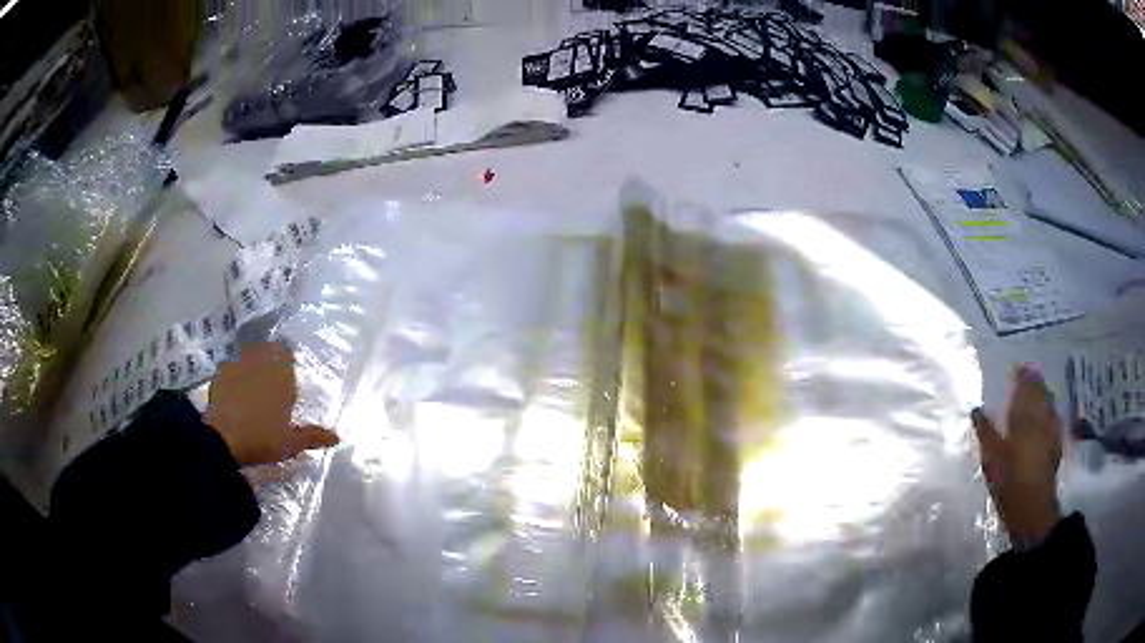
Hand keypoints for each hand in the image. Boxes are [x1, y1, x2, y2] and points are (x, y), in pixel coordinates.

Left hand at [206, 342, 338, 466]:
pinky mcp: (220, 373)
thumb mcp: (291, 443)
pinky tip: (233, 390)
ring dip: (253, 364)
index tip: (288, 380)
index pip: (288, 356)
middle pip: (268, 351)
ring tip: (253, 383)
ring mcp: (238, 365)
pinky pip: (231, 367)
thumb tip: (337, 437)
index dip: (288, 365)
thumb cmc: (262, 439)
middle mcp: (261, 362)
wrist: (223, 439)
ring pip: (249, 355)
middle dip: (271, 360)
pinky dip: (234, 375)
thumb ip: (313, 436)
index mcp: (282, 376)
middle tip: (272, 381)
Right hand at [972, 366, 1062, 546]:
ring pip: (1048, 402)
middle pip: (1039, 391)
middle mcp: (1040, 416)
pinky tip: (1047, 415)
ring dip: (1043, 393)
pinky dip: (1049, 410)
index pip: (1024, 386)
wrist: (1032, 507)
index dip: (1020, 375)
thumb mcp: (991, 459)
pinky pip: (1053, 417)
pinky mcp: (1056, 443)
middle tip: (1027, 375)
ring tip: (1036, 390)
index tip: (1016, 367)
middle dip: (1033, 381)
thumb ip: (985, 432)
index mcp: (1024, 415)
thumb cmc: (1009, 481)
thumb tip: (975, 410)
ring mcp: (1051, 429)